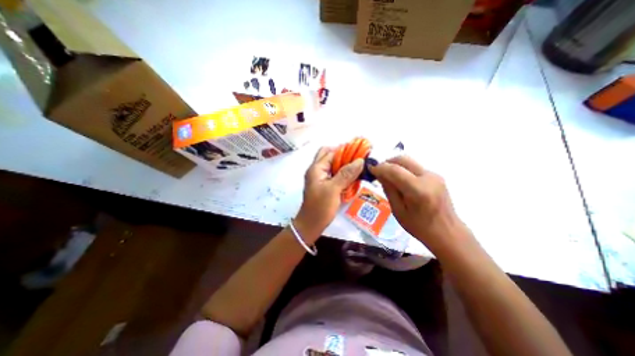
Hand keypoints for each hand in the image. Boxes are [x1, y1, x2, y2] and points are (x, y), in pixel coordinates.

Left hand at [296, 146, 364, 239]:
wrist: (311, 225)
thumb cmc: (320, 207)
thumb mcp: (333, 189)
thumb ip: (346, 174)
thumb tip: (360, 160)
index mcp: (316, 168)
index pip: (332, 152)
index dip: (346, 150)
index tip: (360, 151)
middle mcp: (317, 170)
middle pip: (330, 156)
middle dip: (344, 155)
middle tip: (358, 160)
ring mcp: (320, 178)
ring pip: (333, 165)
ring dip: (344, 165)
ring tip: (358, 167)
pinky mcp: (324, 185)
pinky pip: (334, 175)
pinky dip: (343, 174)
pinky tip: (352, 177)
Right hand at [367, 154, 464, 251]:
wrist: (448, 232)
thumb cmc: (419, 227)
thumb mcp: (398, 211)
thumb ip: (389, 189)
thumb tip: (379, 174)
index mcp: (419, 190)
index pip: (395, 170)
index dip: (380, 167)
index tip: (370, 169)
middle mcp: (428, 178)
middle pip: (403, 159)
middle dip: (387, 162)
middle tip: (378, 171)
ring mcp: (434, 175)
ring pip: (409, 161)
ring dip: (395, 165)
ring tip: (387, 176)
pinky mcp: (436, 176)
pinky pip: (415, 167)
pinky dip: (404, 169)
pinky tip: (400, 180)